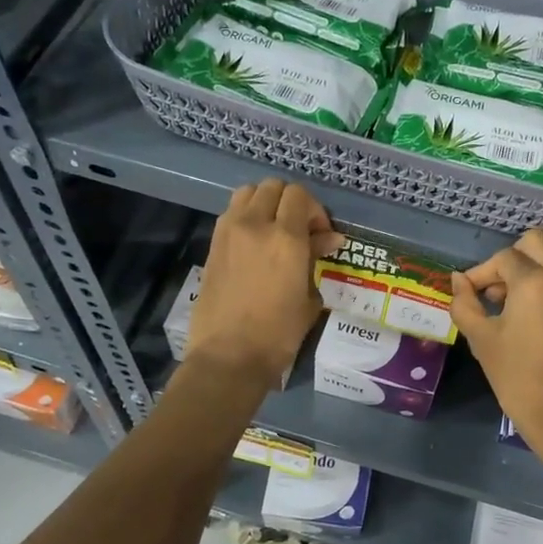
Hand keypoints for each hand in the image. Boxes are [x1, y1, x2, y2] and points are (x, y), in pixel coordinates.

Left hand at [187, 180, 342, 388]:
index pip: (299, 196)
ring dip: (264, 203)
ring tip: (274, 230)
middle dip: (290, 202)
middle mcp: (255, 225)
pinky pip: (231, 214)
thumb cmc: (278, 334)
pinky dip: (245, 216)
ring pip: (247, 193)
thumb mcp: (308, 298)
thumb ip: (316, 260)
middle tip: (299, 230)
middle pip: (273, 187)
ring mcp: (229, 232)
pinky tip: (255, 244)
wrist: (229, 356)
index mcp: (286, 237)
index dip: (314, 210)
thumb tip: (329, 240)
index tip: (320, 236)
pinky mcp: (213, 245)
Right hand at [451, 229, 542, 472]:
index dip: (481, 273)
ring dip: (532, 276)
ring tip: (514, 311)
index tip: (470, 295)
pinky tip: (537, 327)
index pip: (503, 257)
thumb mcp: (481, 339)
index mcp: (536, 281)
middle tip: (496, 291)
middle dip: (512, 260)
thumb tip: (459, 280)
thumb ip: (465, 302)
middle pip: (537, 244)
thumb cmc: (516, 377)